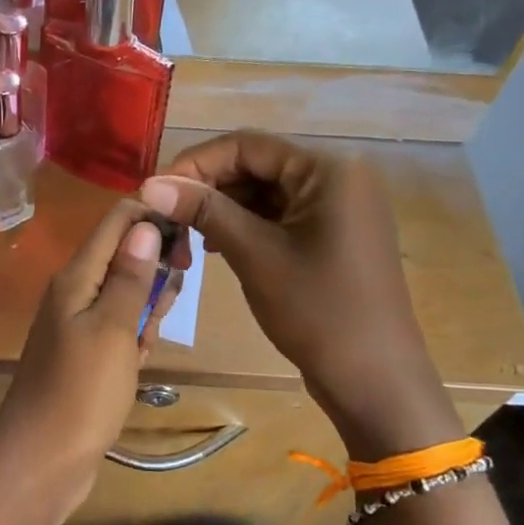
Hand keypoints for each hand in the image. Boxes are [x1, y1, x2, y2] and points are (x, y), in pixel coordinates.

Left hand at [0, 199, 172, 524]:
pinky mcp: (84, 355)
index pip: (116, 221)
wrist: (40, 462)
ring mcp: (77, 325)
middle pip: (122, 255)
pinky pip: (118, 329)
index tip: (190, 237)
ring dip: (146, 309)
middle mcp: (74, 292)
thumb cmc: (80, 392)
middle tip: (168, 303)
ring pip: (124, 295)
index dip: (153, 217)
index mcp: (76, 276)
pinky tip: (139, 361)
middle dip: (155, 269)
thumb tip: (144, 223)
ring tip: (149, 339)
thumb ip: (129, 276)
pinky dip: (134, 339)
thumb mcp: (113, 329)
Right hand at [141, 132, 463, 460]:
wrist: (374, 378)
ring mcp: (339, 206)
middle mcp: (338, 176)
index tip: (156, 191)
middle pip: (256, 165)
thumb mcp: (255, 255)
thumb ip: (204, 211)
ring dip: (223, 209)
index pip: (246, 145)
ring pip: (265, 192)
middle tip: (166, 218)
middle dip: (208, 189)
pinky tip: (217, 247)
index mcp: (328, 169)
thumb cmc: (317, 311)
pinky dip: (246, 225)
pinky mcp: (334, 233)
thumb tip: (149, 183)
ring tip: (187, 237)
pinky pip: (281, 215)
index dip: (195, 164)